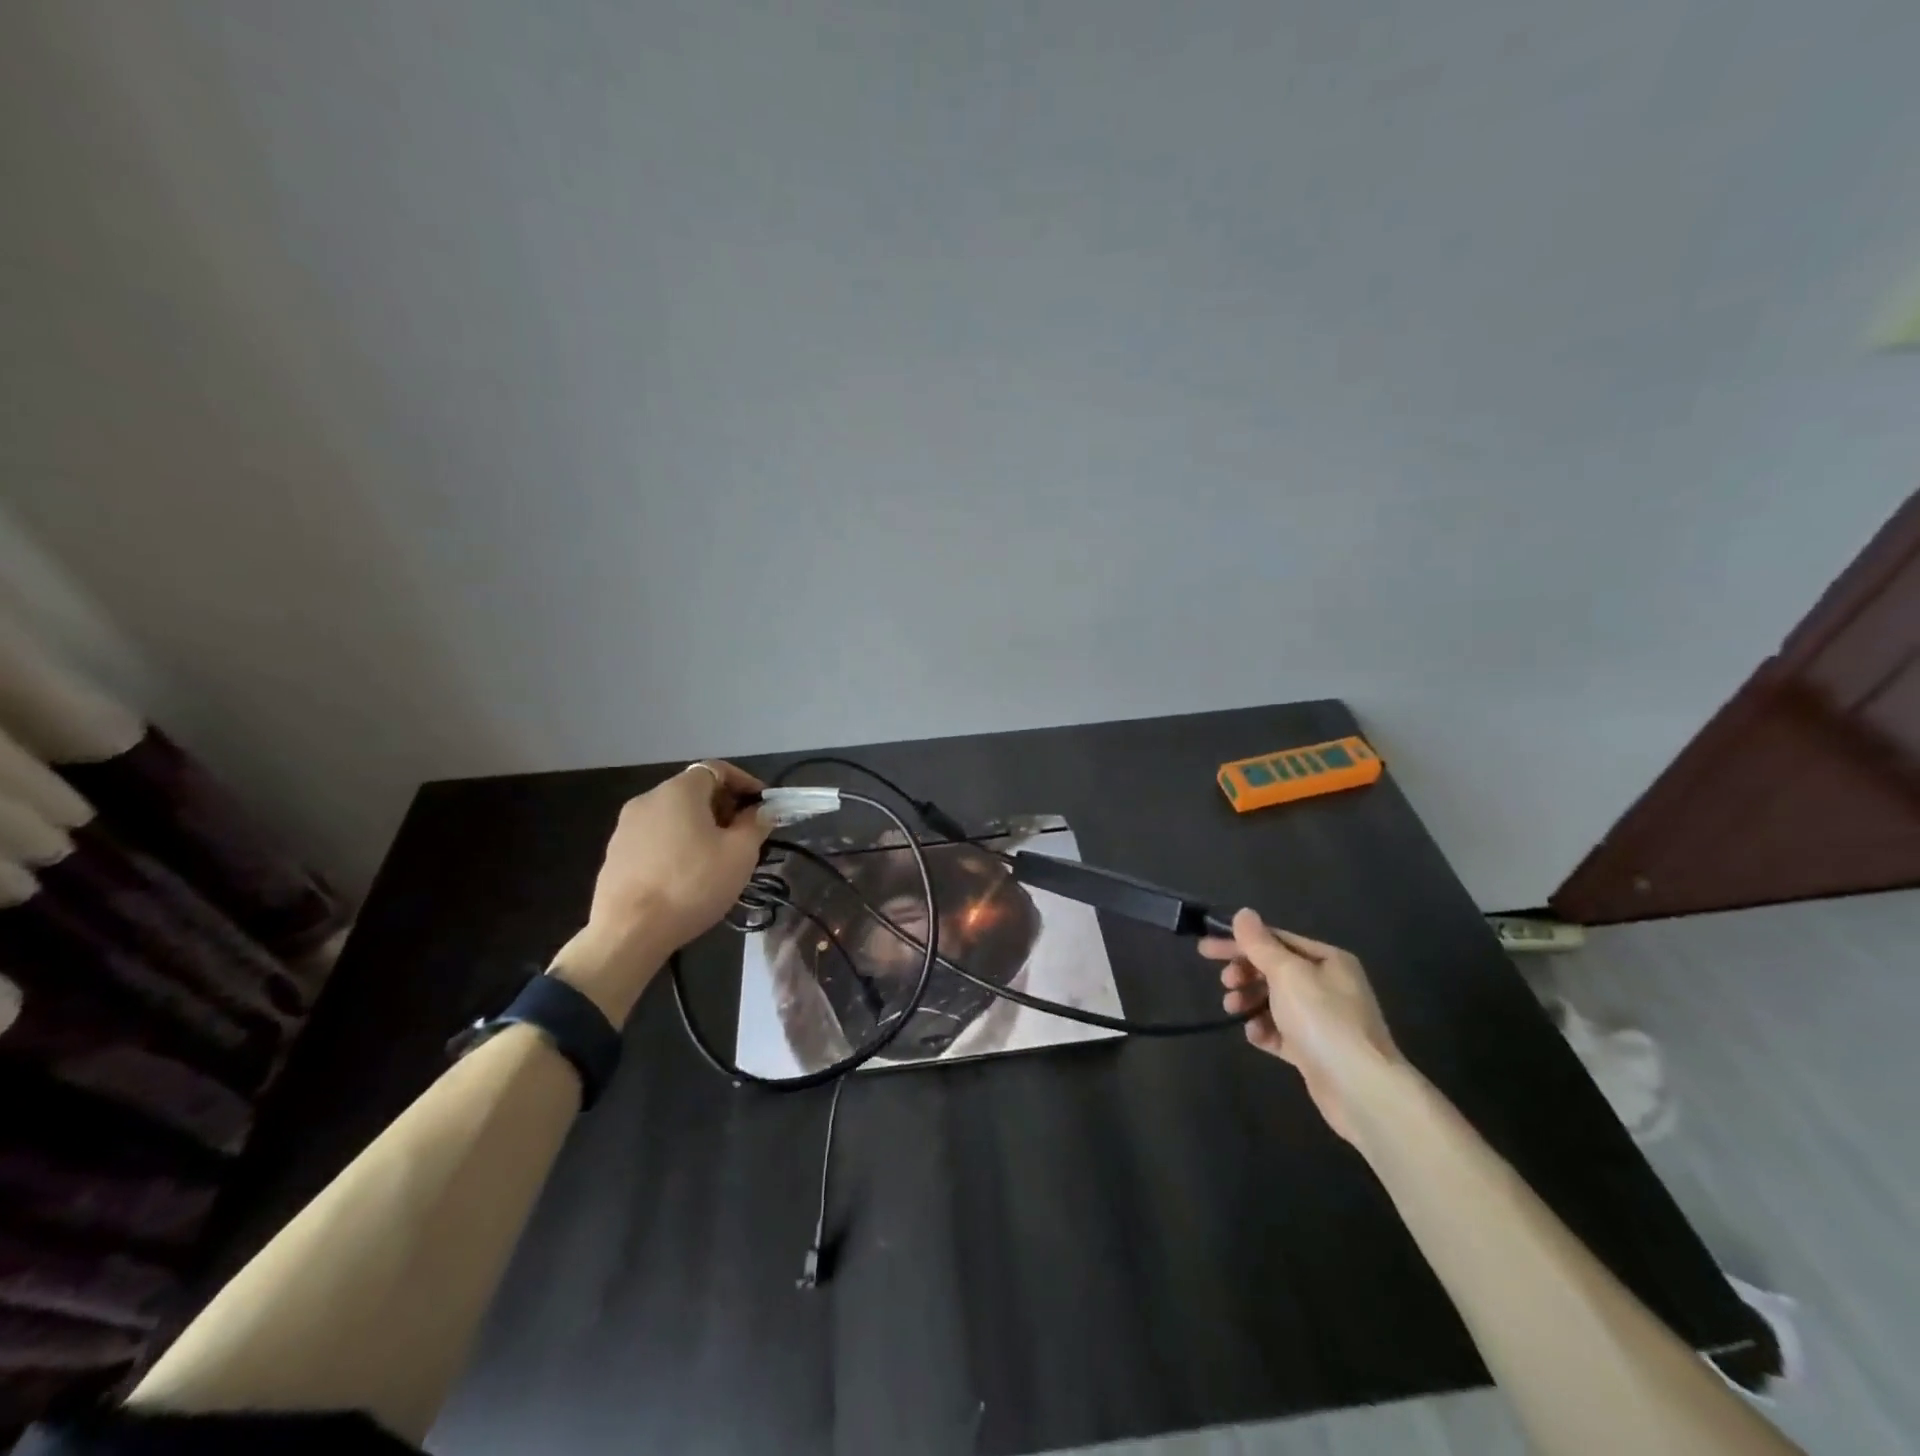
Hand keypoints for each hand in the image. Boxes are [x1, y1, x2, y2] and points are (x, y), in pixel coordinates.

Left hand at [550, 761, 772, 1023]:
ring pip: (673, 815)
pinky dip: (676, 844)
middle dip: (724, 806)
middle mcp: (648, 799)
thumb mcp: (740, 854)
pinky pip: (655, 837)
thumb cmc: (692, 884)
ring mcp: (625, 827)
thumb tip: (762, 811)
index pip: (717, 769)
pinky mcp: (615, 854)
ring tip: (718, 856)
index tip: (763, 806)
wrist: (629, 933)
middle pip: (694, 791)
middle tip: (744, 834)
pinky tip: (687, 874)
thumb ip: (756, 824)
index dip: (745, 782)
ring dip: (699, 826)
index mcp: (679, 790)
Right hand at [1202, 909, 1403, 1144]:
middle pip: (1274, 970)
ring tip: (1232, 1008)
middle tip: (1224, 982)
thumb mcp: (1287, 973)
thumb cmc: (1322, 1019)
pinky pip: (1281, 1031)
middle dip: (1245, 973)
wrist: (1360, 1089)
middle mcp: (1328, 985)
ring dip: (1249, 1000)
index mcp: (1327, 960)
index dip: (1239, 942)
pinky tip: (1254, 1034)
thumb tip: (1243, 913)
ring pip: (1275, 1000)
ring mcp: (1322, 1019)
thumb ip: (1260, 943)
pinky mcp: (1315, 1050)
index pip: (1275, 940)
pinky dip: (1264, 1029)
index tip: (1206, 949)